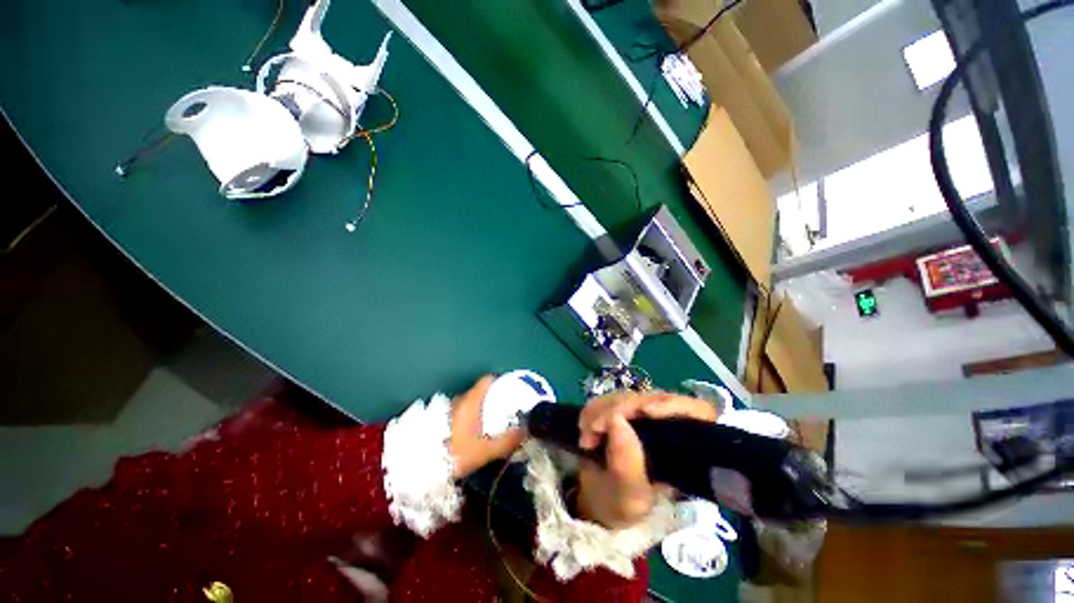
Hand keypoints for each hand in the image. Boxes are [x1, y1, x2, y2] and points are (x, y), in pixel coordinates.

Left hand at [449, 376, 525, 478]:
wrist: (418, 466)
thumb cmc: (455, 452)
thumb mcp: (485, 450)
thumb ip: (507, 440)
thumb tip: (526, 430)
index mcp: (471, 401)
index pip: (488, 380)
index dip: (501, 382)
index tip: (512, 390)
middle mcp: (459, 400)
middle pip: (480, 392)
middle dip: (493, 400)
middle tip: (506, 412)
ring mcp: (448, 409)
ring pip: (470, 403)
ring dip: (480, 410)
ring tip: (492, 424)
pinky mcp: (440, 420)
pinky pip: (461, 412)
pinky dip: (470, 417)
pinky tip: (474, 433)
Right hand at [576, 391, 719, 528]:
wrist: (596, 500)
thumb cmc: (619, 507)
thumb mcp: (626, 499)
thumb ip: (626, 467)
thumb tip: (617, 420)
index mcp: (685, 452)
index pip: (698, 413)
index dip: (675, 405)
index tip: (646, 412)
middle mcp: (668, 428)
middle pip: (655, 398)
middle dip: (621, 409)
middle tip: (594, 429)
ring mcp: (644, 416)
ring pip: (629, 395)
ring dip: (602, 409)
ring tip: (586, 434)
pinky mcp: (623, 411)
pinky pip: (610, 397)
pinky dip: (594, 408)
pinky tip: (584, 425)